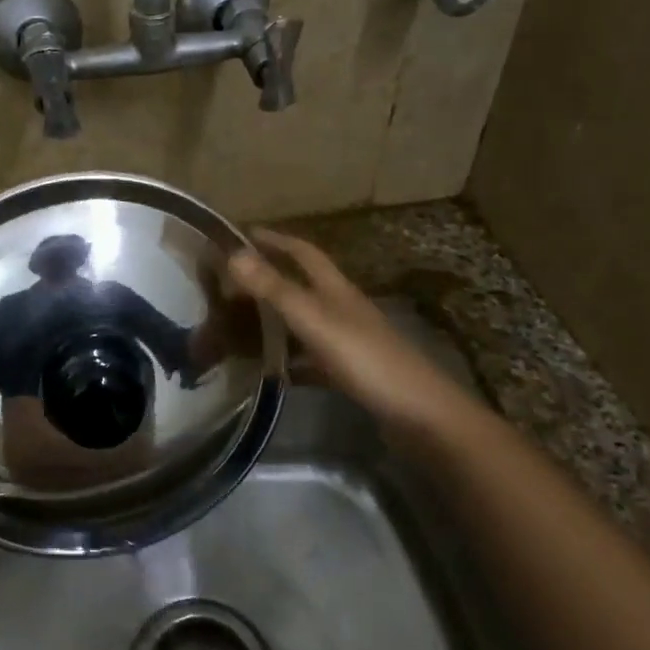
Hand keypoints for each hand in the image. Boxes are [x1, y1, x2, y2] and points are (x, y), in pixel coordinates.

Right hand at [227, 229, 448, 426]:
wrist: (420, 415)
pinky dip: (289, 362)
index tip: (243, 234)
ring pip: (304, 323)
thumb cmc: (367, 360)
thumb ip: (274, 289)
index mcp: (336, 290)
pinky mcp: (350, 372)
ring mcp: (348, 341)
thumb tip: (233, 253)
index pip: (303, 253)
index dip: (275, 240)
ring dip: (276, 321)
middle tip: (230, 284)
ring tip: (239, 326)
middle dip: (270, 280)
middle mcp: (343, 309)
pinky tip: (270, 373)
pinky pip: (311, 360)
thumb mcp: (315, 321)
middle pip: (302, 286)